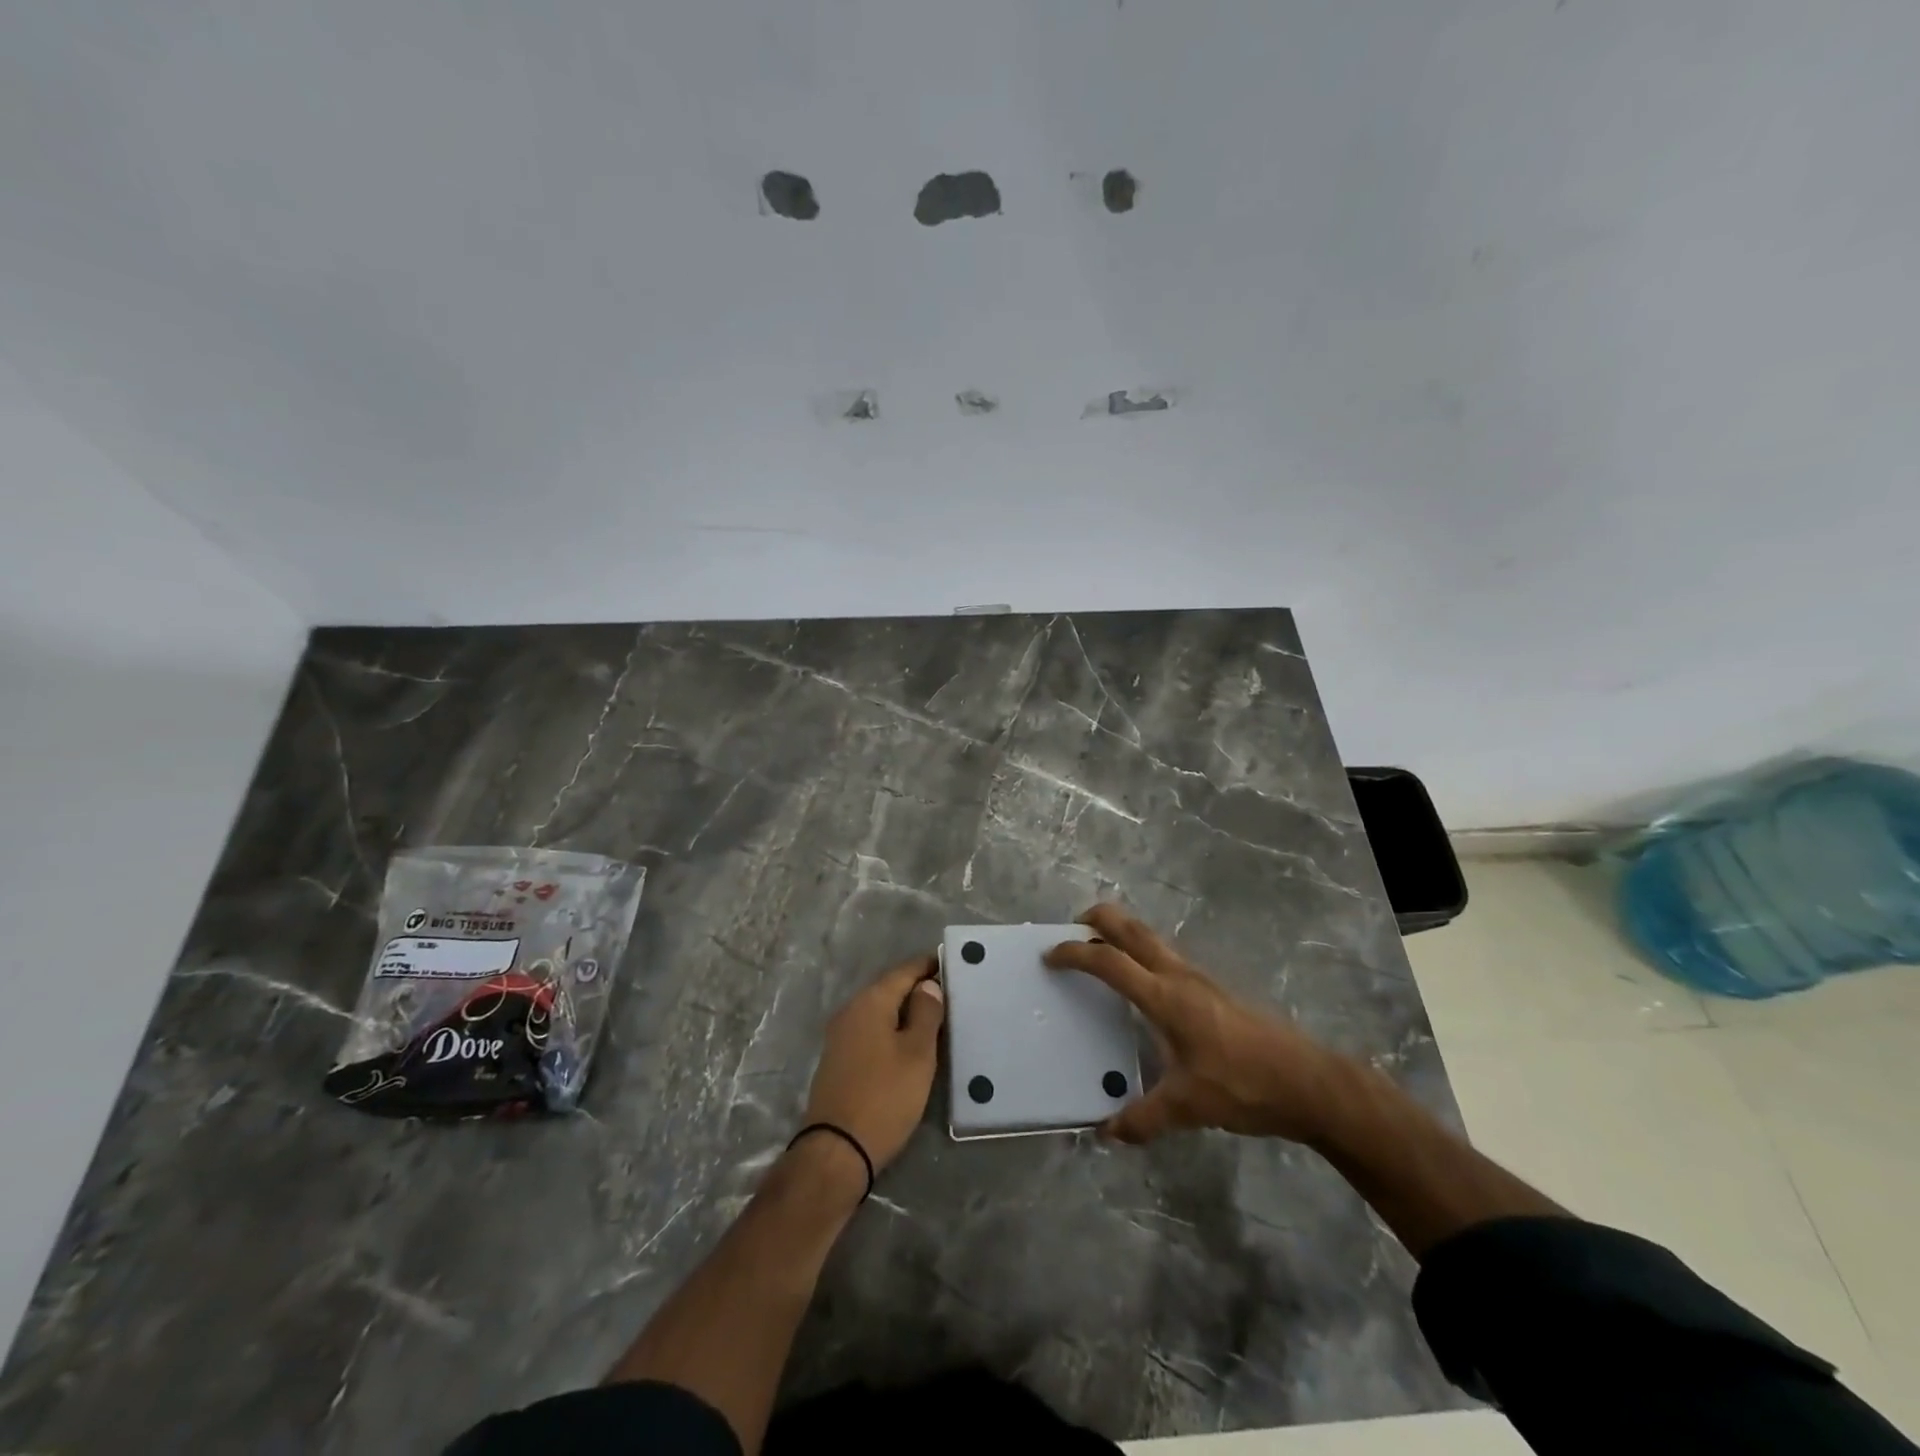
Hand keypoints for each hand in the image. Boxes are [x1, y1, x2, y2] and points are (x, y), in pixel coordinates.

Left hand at [801, 955, 945, 1172]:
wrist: (837, 1150)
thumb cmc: (885, 1096)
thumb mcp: (917, 1054)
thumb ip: (926, 1014)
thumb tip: (928, 985)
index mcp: (870, 1002)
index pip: (903, 971)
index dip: (928, 966)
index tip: (952, 964)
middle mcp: (850, 1011)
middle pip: (889, 989)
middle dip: (917, 988)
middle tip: (950, 992)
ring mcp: (840, 1036)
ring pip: (879, 1012)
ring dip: (905, 1011)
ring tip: (935, 1018)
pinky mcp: (838, 1060)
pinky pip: (870, 1031)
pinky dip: (891, 1030)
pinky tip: (908, 1043)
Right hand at [1045, 904, 1346, 1145]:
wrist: (1309, 1081)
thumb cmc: (1244, 1086)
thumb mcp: (1189, 1107)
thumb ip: (1143, 1119)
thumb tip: (1105, 1134)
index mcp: (1165, 996)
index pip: (1109, 962)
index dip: (1075, 954)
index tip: (1050, 956)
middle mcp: (1179, 975)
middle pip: (1132, 928)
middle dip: (1099, 919)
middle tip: (1073, 928)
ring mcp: (1200, 977)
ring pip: (1152, 937)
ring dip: (1122, 933)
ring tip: (1101, 953)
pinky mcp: (1214, 988)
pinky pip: (1166, 955)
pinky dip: (1142, 952)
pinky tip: (1142, 986)